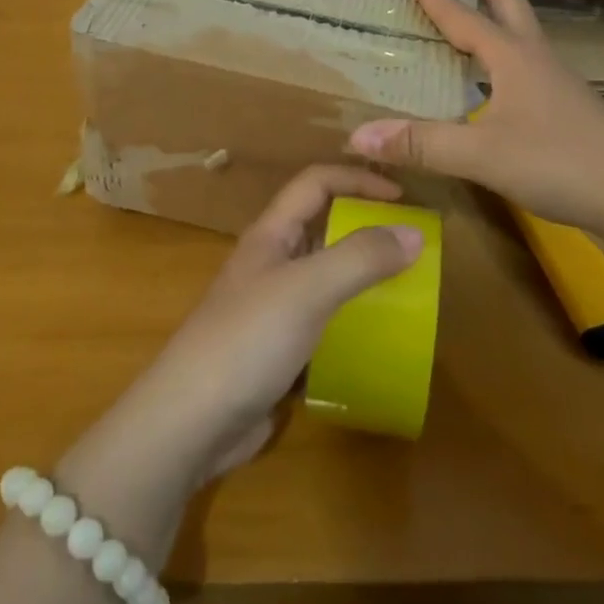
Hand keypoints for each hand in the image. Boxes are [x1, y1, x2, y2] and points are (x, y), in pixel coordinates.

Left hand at [107, 165, 423, 484]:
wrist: (189, 424)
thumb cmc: (246, 340)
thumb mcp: (307, 289)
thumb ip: (360, 257)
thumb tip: (414, 233)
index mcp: (271, 234)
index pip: (316, 183)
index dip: (358, 179)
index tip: (404, 198)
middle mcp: (272, 262)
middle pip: (323, 226)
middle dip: (366, 226)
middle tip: (413, 245)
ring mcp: (273, 308)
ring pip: (326, 276)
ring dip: (362, 275)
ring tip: (408, 289)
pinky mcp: (279, 351)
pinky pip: (325, 321)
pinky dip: (352, 320)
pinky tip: (379, 338)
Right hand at [348, 0, 603, 231]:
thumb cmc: (559, 162)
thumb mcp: (482, 155)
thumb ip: (421, 144)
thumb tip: (357, 136)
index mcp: (513, 57)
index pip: (465, 16)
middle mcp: (536, 58)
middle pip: (508, 1)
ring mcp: (557, 81)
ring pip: (523, 29)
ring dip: (496, 9)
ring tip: (472, 12)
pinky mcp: (569, 105)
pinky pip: (530, 59)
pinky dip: (507, 46)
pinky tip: (499, 76)